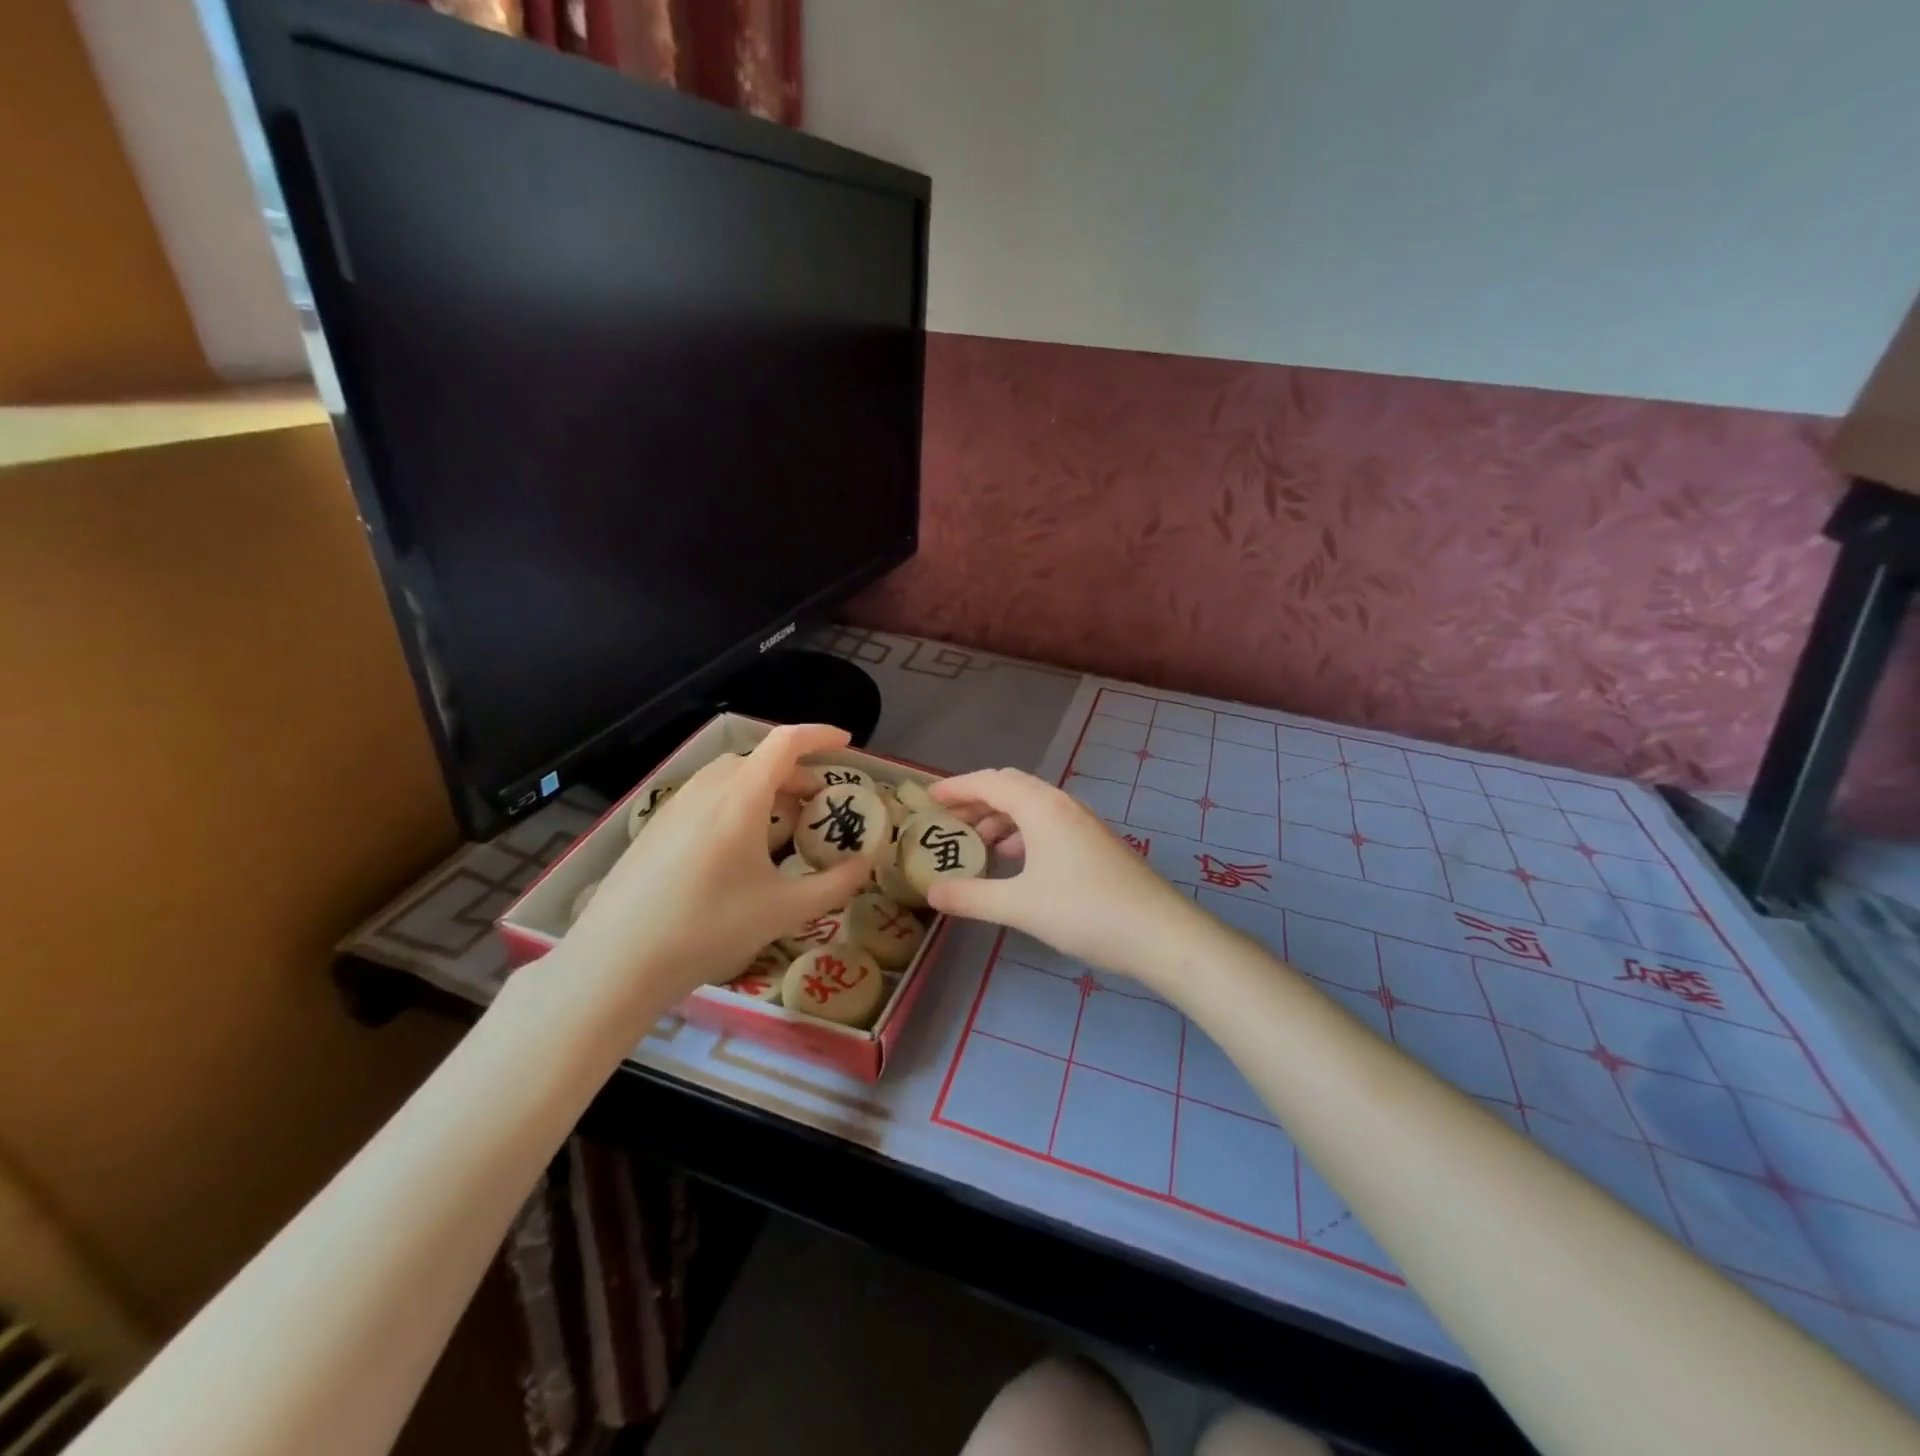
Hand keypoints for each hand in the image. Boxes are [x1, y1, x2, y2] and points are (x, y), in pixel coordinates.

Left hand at [560, 724, 873, 1028]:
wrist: (615, 962)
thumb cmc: (707, 929)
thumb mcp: (783, 911)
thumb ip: (834, 885)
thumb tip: (865, 866)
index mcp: (740, 798)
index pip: (785, 743)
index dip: (819, 735)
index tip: (845, 743)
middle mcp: (706, 790)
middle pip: (758, 759)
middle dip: (795, 772)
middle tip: (817, 804)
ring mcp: (675, 807)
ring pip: (729, 777)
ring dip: (763, 787)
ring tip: (781, 825)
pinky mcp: (655, 828)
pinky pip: (706, 796)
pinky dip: (735, 802)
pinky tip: (737, 848)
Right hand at [926, 768, 1201, 984]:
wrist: (1159, 932)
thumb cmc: (1084, 911)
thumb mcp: (1019, 905)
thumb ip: (972, 896)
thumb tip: (932, 892)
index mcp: (1041, 807)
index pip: (989, 782)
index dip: (956, 787)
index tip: (928, 799)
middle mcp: (1062, 804)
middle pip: (1011, 788)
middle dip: (977, 801)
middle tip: (948, 822)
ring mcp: (1083, 823)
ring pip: (1032, 807)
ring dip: (1001, 819)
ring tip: (977, 845)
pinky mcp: (1095, 844)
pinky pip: (1048, 825)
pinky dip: (1023, 834)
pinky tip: (1016, 863)